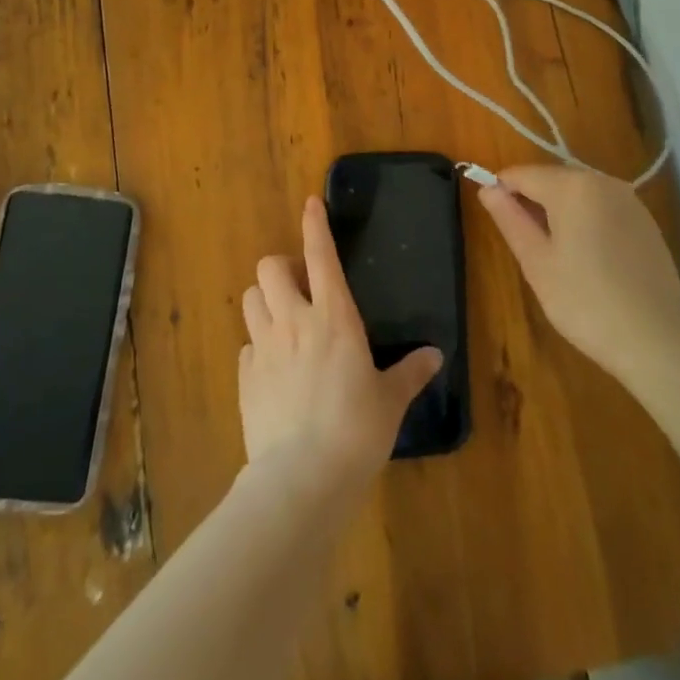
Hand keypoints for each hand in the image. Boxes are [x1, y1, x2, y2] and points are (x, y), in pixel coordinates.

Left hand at [238, 196, 442, 489]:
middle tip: (299, 287)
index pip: (321, 255)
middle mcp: (294, 321)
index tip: (311, 203)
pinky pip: (247, 345)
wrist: (303, 476)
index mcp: (334, 317)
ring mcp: (264, 348)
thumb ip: (410, 372)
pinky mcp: (245, 377)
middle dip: (281, 267)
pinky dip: (259, 345)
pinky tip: (274, 368)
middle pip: (269, 267)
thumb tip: (434, 355)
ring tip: (283, 319)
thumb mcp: (390, 400)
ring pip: (250, 298)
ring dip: (264, 300)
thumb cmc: (357, 429)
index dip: (314, 225)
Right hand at [477, 165, 679, 383]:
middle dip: (531, 200)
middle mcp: (602, 181)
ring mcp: (629, 199)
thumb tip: (487, 189)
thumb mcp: (536, 262)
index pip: (522, 174)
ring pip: (578, 193)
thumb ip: (510, 219)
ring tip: (552, 253)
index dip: (500, 189)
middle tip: (522, 243)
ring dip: (558, 210)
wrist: (657, 339)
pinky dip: (585, 220)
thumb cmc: (584, 301)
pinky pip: (602, 207)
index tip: (491, 217)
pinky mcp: (645, 220)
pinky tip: (586, 257)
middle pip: (552, 179)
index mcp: (572, 186)